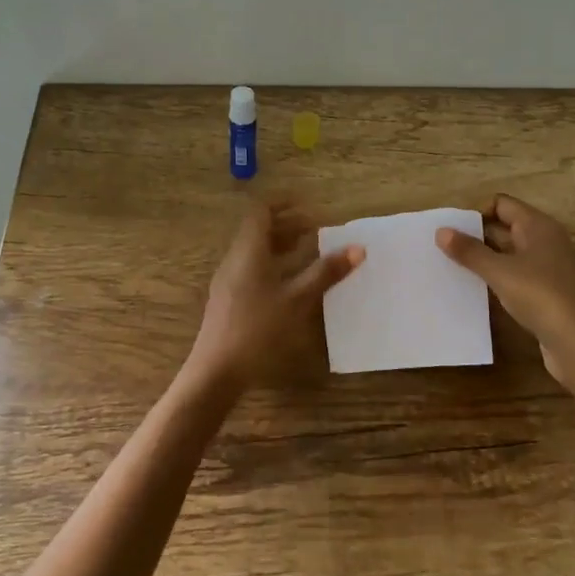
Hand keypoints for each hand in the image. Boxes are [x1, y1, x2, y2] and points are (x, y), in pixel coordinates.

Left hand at [187, 201, 363, 393]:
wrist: (216, 371)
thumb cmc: (258, 329)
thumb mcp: (297, 300)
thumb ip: (326, 272)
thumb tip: (357, 248)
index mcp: (248, 251)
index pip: (261, 211)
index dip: (284, 203)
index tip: (309, 206)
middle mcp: (235, 259)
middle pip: (258, 229)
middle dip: (287, 224)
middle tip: (316, 229)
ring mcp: (229, 280)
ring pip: (254, 250)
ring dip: (280, 245)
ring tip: (308, 251)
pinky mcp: (228, 299)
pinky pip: (251, 267)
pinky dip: (272, 263)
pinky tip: (290, 281)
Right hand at [436, 194, 574, 394]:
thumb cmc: (539, 296)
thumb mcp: (499, 271)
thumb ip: (470, 251)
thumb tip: (441, 231)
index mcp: (538, 226)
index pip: (502, 204)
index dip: (477, 213)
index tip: (454, 232)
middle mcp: (547, 239)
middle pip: (506, 226)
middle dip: (478, 235)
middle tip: (447, 249)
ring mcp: (550, 265)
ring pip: (511, 251)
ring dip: (487, 257)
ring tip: (457, 268)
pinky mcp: (549, 289)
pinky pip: (518, 272)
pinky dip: (500, 275)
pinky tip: (481, 288)